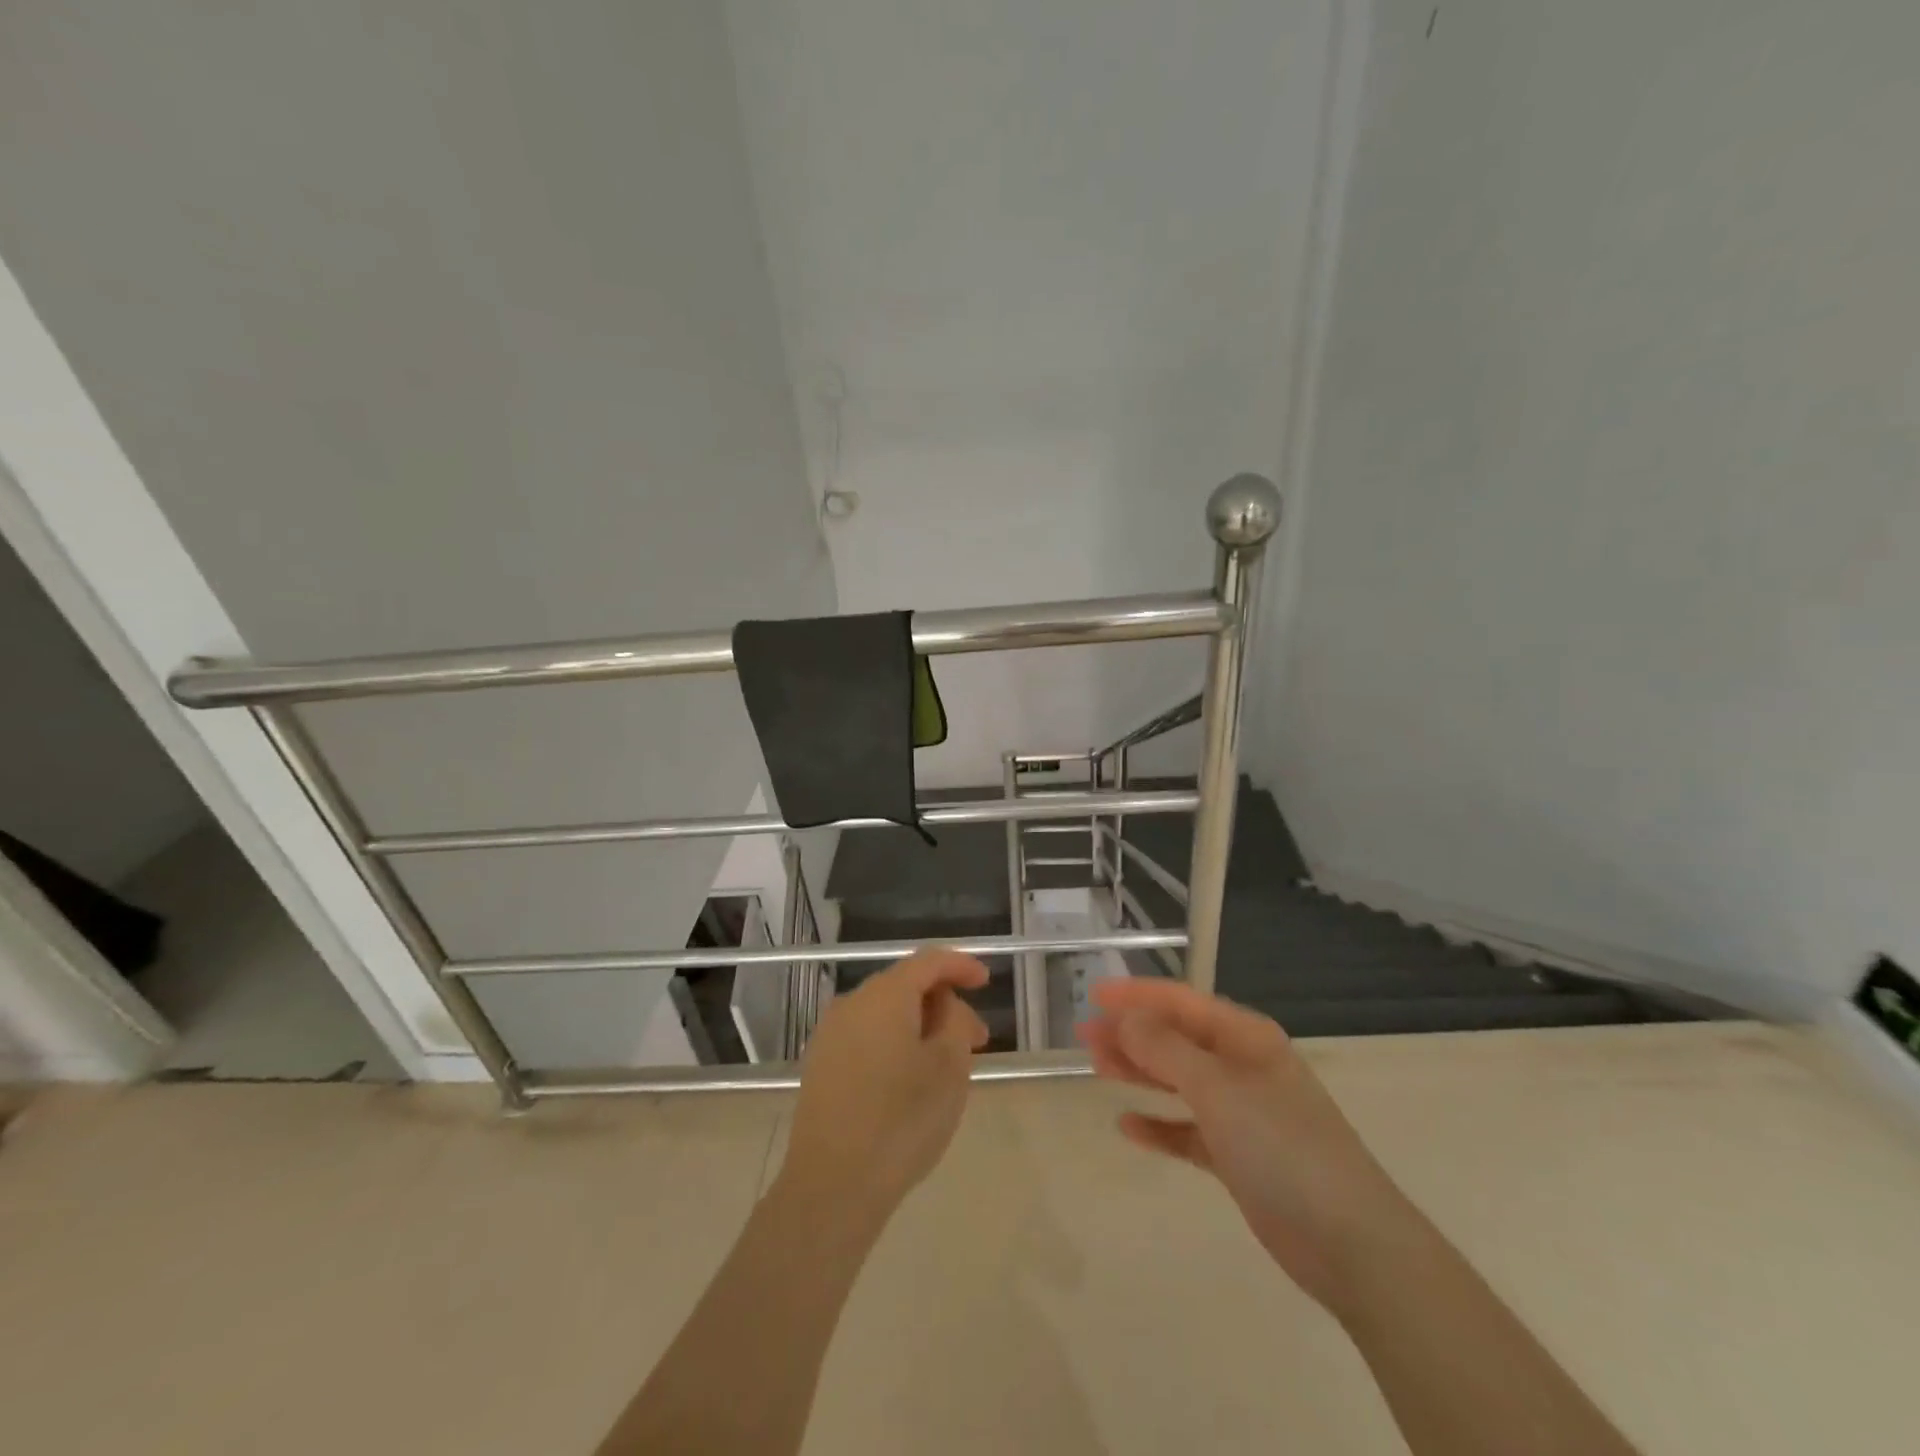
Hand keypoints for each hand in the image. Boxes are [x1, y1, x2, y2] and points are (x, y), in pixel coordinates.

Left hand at [780, 949, 990, 1223]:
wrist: (832, 1185)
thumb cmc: (902, 1120)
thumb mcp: (949, 1068)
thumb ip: (955, 1021)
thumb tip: (944, 1005)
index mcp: (884, 995)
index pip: (928, 961)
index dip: (961, 965)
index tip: (987, 982)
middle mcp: (852, 1003)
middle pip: (905, 986)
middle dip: (943, 1004)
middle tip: (976, 1038)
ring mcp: (830, 1034)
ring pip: (885, 1014)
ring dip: (919, 1026)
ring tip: (947, 1065)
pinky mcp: (820, 1064)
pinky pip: (866, 1036)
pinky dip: (894, 1043)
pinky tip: (910, 1079)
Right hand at [1081, 978, 1417, 1312]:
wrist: (1351, 1244)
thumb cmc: (1282, 1147)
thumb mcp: (1217, 1089)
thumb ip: (1166, 1050)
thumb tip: (1126, 1017)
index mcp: (1245, 1038)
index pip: (1182, 1002)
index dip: (1137, 995)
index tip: (1094, 995)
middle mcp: (1242, 1067)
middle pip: (1176, 1039)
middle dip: (1131, 1033)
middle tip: (1084, 1035)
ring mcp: (1241, 1113)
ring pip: (1178, 1081)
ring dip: (1139, 1072)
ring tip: (1096, 1067)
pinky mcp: (1238, 1157)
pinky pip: (1188, 1130)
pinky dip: (1160, 1125)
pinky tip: (1127, 1126)